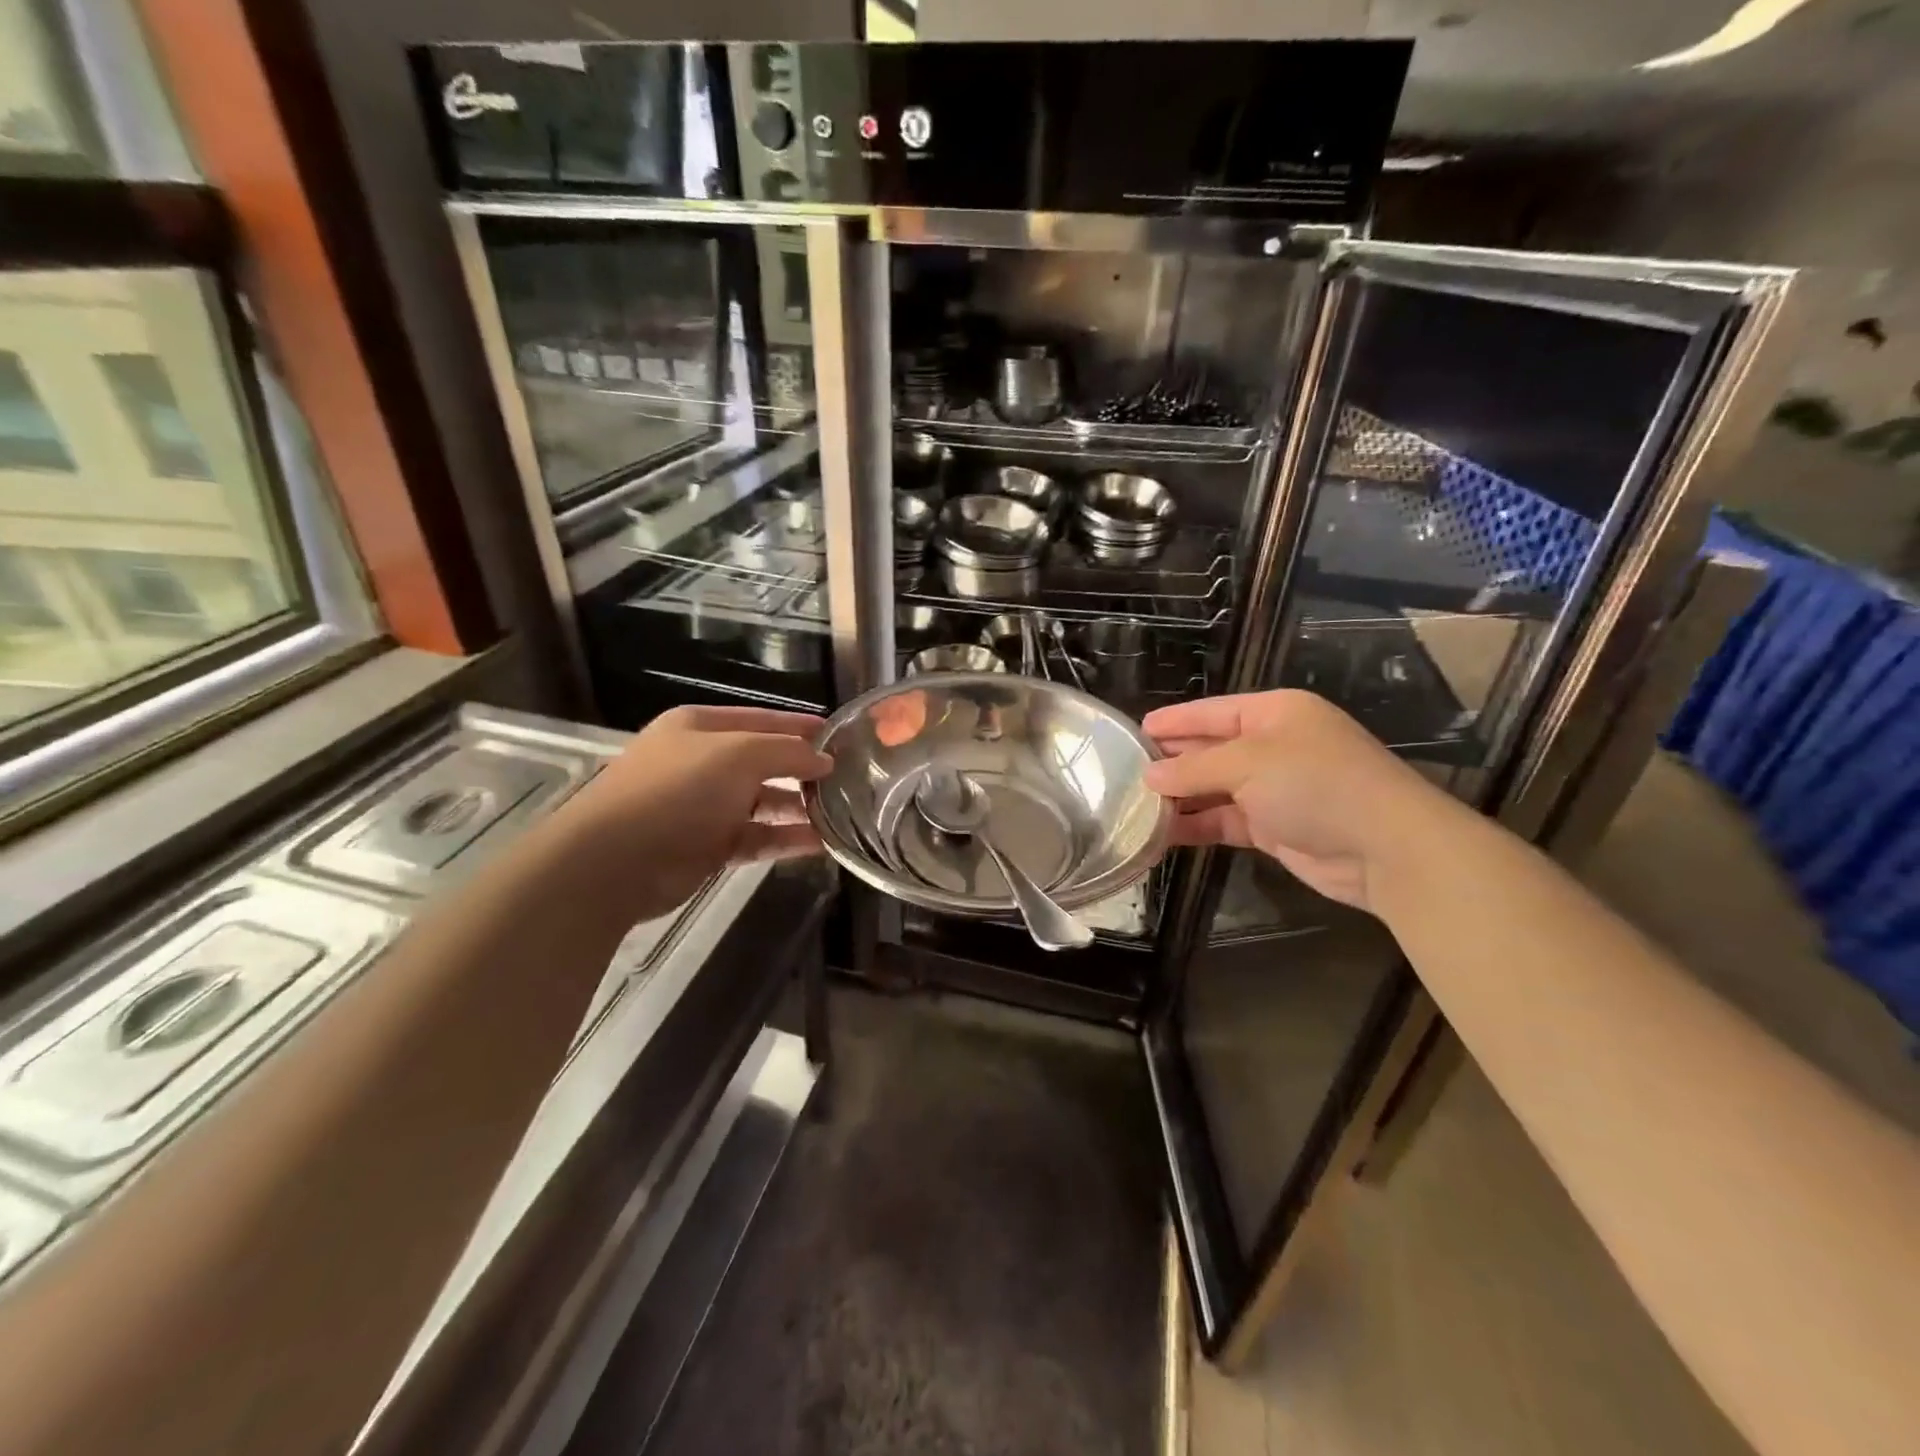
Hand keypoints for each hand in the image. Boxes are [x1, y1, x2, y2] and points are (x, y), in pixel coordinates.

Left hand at [555, 704, 832, 920]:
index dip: (800, 726)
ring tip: (842, 814)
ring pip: (763, 803)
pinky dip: (785, 839)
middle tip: (849, 780)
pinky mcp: (707, 847)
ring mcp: (703, 807)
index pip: (762, 719)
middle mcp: (702, 763)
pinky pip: (756, 838)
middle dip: (803, 770)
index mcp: (700, 727)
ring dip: (799, 808)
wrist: (615, 861)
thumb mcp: (739, 754)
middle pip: (764, 762)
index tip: (840, 736)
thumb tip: (825, 760)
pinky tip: (820, 843)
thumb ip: (788, 752)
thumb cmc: (678, 790)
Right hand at [1143, 690, 1452, 912]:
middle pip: (1211, 749)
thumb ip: (1194, 768)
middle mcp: (1274, 746)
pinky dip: (1198, 826)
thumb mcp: (1248, 763)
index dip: (1174, 721)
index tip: (1135, 731)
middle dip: (1172, 761)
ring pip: (1215, 788)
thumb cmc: (1316, 784)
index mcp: (1275, 713)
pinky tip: (1163, 833)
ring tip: (1134, 804)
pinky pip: (1225, 820)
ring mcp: (1275, 788)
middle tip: (1125, 771)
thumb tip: (1148, 776)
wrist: (1385, 848)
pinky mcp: (1274, 827)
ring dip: (1180, 797)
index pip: (1212, 711)